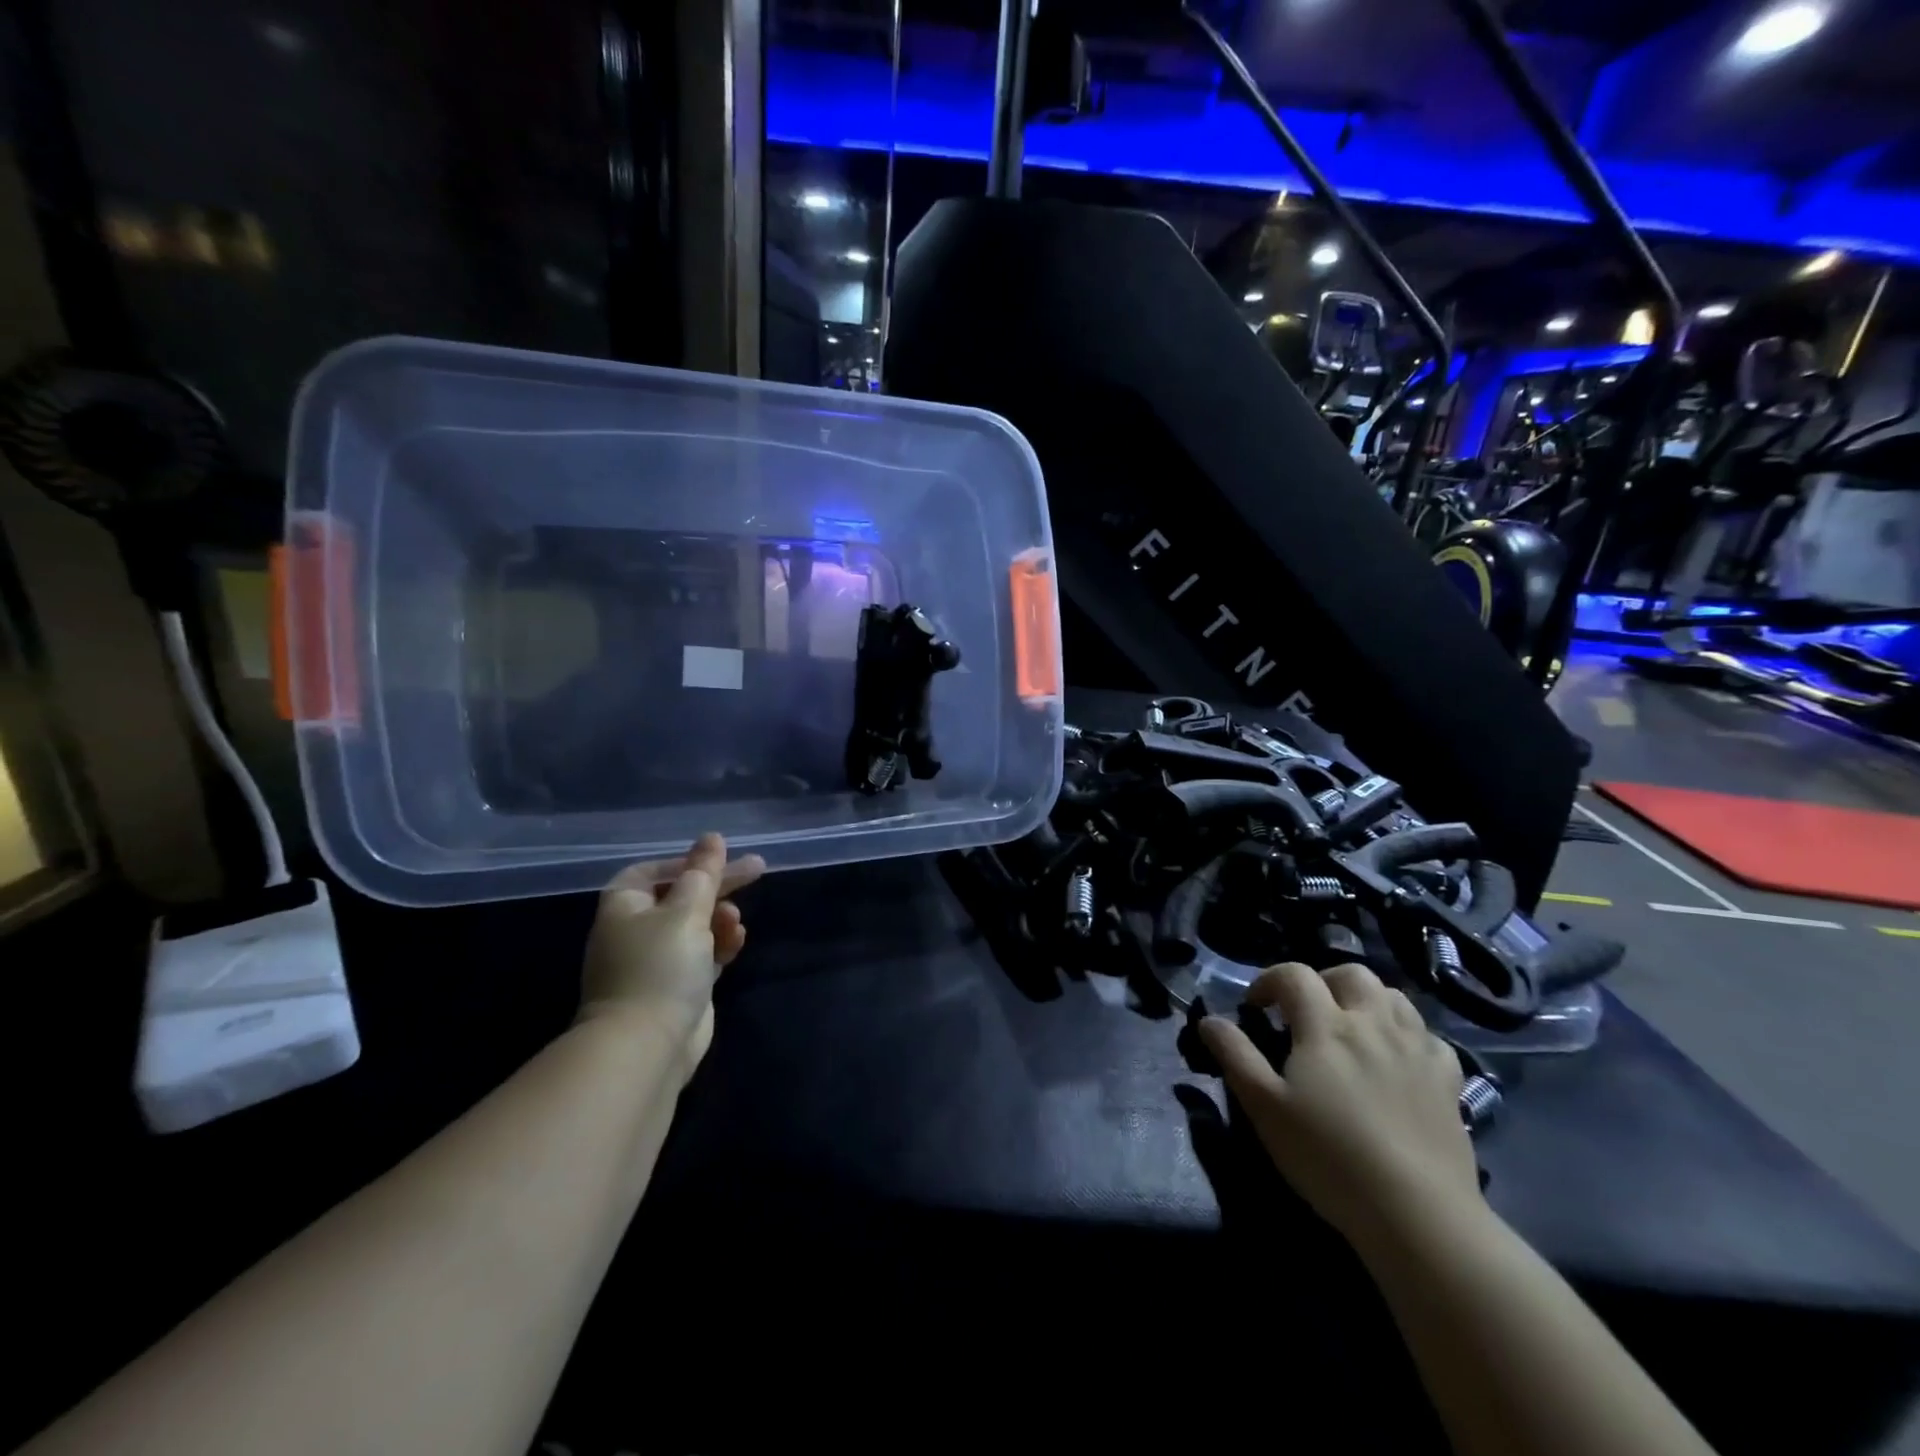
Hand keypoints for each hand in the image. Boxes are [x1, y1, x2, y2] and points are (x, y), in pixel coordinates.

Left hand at [579, 833, 765, 1078]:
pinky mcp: (677, 987)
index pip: (653, 871)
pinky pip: (703, 953)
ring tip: (736, 922)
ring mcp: (656, 961)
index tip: (719, 859)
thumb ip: (704, 873)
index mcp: (625, 907)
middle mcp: (635, 931)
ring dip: (720, 918)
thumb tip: (712, 837)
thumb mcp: (687, 911)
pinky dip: (720, 944)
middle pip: (681, 896)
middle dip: (716, 887)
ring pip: (696, 925)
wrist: (647, 1046)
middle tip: (756, 871)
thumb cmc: (661, 967)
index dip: (686, 862)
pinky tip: (737, 942)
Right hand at [1199, 962, 1480, 1247]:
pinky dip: (1410, 1035)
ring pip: (1394, 997)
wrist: (1416, 1214)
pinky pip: (1430, 1037)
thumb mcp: (1264, 1107)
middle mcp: (1372, 1024)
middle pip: (1351, 974)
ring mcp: (1416, 1050)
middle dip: (1323, 981)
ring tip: (1351, 1028)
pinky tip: (1399, 1059)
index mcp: (1325, 1026)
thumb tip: (1209, 1019)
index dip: (1268, 981)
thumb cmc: (1328, 1157)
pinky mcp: (1448, 1081)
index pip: (1294, 975)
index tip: (1255, 1008)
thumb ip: (1235, 1055)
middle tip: (1306, 1012)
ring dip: (1367, 1000)